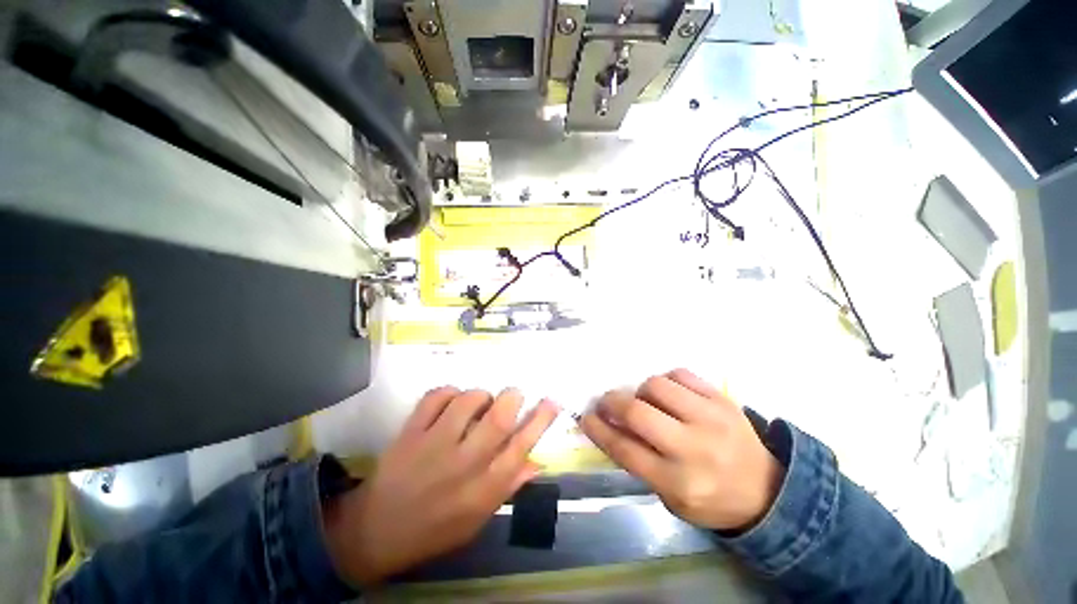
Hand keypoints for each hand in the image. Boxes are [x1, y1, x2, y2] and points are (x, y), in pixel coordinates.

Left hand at [324, 387, 558, 584]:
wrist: (377, 531)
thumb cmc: (435, 528)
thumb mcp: (478, 519)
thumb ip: (509, 486)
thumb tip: (537, 460)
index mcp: (484, 488)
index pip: (521, 447)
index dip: (541, 420)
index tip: (552, 401)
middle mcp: (464, 464)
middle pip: (498, 418)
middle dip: (512, 398)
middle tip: (513, 395)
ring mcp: (434, 445)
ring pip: (468, 401)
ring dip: (479, 396)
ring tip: (477, 405)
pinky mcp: (411, 432)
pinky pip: (436, 396)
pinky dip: (448, 392)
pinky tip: (450, 402)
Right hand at [580, 369, 782, 530]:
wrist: (767, 491)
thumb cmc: (711, 499)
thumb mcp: (671, 497)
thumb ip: (639, 462)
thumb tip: (611, 425)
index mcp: (679, 482)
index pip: (625, 449)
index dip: (599, 430)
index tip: (586, 417)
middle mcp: (694, 448)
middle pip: (637, 412)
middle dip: (612, 402)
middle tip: (606, 402)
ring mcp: (711, 419)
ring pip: (656, 386)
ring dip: (640, 391)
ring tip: (644, 400)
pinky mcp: (722, 399)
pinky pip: (680, 374)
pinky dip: (666, 380)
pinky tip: (668, 393)